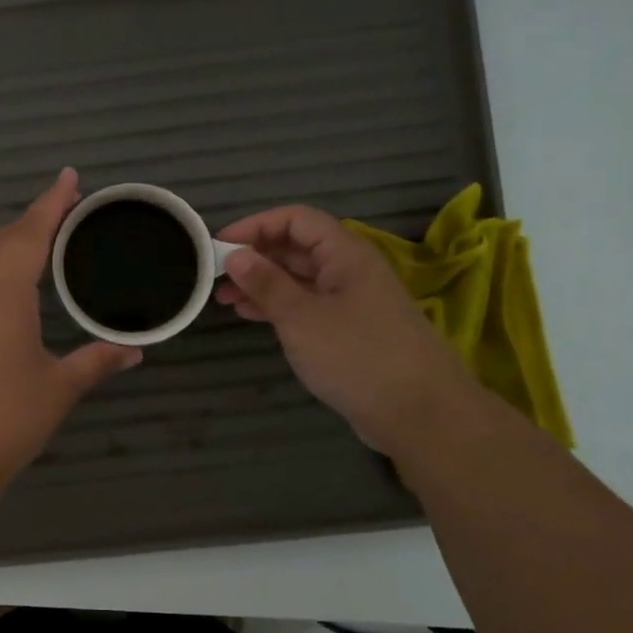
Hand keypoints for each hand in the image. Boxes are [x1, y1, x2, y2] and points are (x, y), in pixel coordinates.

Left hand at [0, 164, 140, 499]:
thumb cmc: (8, 420)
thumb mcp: (60, 388)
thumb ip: (96, 362)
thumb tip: (135, 351)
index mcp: (7, 295)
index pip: (33, 236)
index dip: (52, 205)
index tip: (68, 179)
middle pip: (0, 239)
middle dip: (29, 215)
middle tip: (53, 200)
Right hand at [214, 205, 471, 453]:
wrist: (419, 413)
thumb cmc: (357, 356)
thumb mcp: (301, 318)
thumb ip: (266, 283)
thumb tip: (235, 255)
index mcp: (345, 254)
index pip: (295, 219)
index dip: (255, 225)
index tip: (217, 245)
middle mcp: (348, 270)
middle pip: (296, 247)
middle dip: (254, 256)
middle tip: (214, 275)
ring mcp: (350, 301)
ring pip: (298, 278)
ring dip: (261, 283)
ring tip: (223, 298)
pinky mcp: (348, 330)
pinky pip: (306, 305)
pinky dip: (277, 306)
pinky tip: (250, 315)